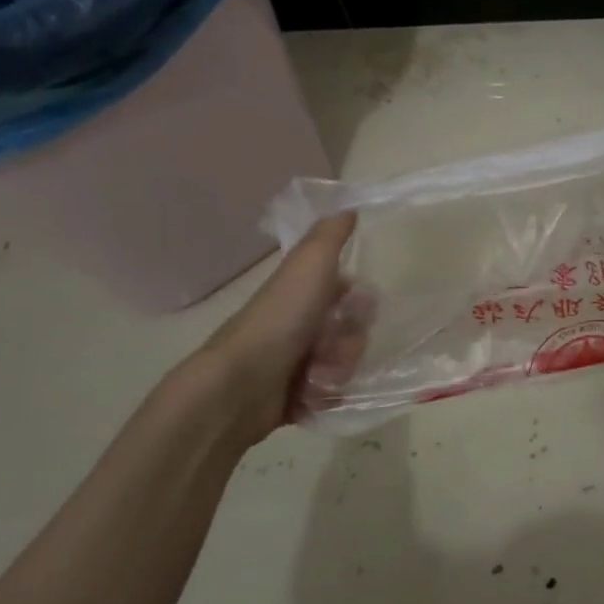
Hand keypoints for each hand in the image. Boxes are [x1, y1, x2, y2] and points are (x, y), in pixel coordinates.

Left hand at [186, 213, 370, 452]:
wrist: (242, 384)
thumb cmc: (280, 319)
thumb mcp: (309, 265)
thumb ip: (330, 235)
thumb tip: (348, 206)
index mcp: (301, 294)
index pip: (347, 294)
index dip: (360, 302)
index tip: (361, 308)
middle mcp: (298, 325)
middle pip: (352, 331)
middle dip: (352, 340)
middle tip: (336, 346)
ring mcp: (295, 362)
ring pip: (345, 364)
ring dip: (341, 368)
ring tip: (321, 374)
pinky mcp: (294, 397)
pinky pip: (332, 395)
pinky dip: (328, 394)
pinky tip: (315, 393)